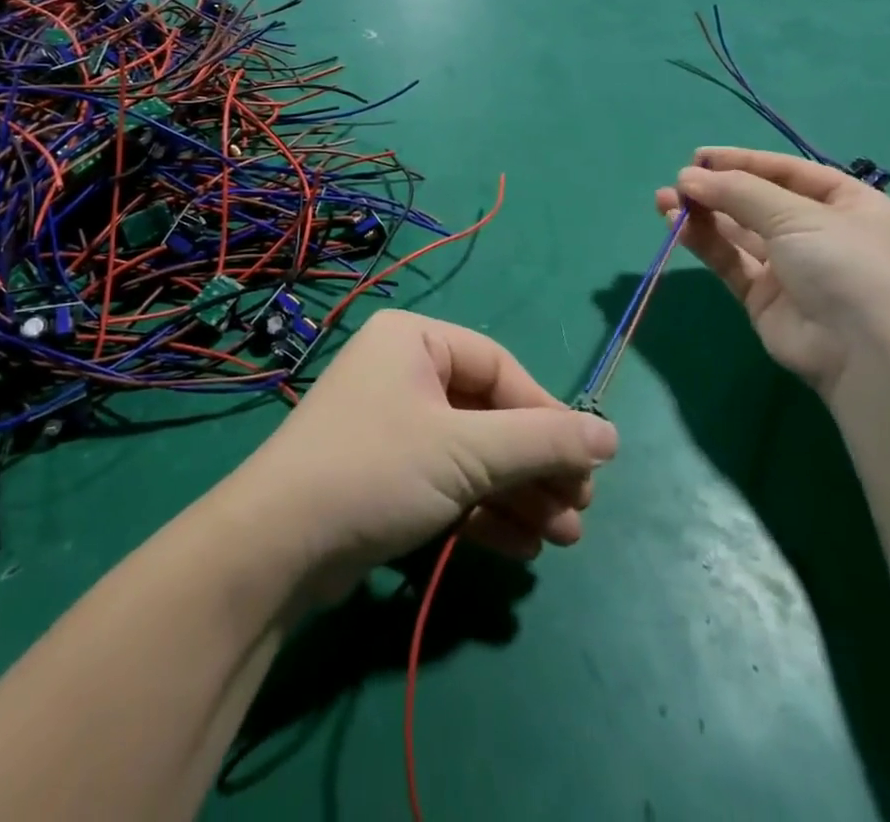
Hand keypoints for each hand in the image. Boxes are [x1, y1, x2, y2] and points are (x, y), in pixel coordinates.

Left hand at [230, 310, 617, 599]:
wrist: (277, 546)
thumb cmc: (377, 469)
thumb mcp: (467, 452)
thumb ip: (541, 442)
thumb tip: (612, 436)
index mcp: (414, 341)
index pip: (500, 367)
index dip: (547, 415)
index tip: (587, 463)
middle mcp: (402, 372)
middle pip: (489, 413)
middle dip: (535, 464)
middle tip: (580, 509)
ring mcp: (391, 424)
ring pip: (471, 453)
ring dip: (517, 494)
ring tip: (563, 537)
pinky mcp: (384, 473)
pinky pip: (447, 481)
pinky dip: (483, 510)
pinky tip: (521, 547)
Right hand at [655, 148, 889, 399]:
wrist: (865, 354)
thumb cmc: (846, 264)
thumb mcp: (797, 215)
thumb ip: (739, 192)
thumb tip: (687, 176)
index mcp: (848, 204)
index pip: (788, 172)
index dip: (743, 161)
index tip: (699, 157)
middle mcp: (820, 232)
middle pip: (759, 201)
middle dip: (717, 189)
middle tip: (678, 182)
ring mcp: (792, 267)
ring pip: (738, 232)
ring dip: (703, 214)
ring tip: (664, 201)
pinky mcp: (764, 297)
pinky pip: (730, 261)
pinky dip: (704, 242)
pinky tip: (676, 226)